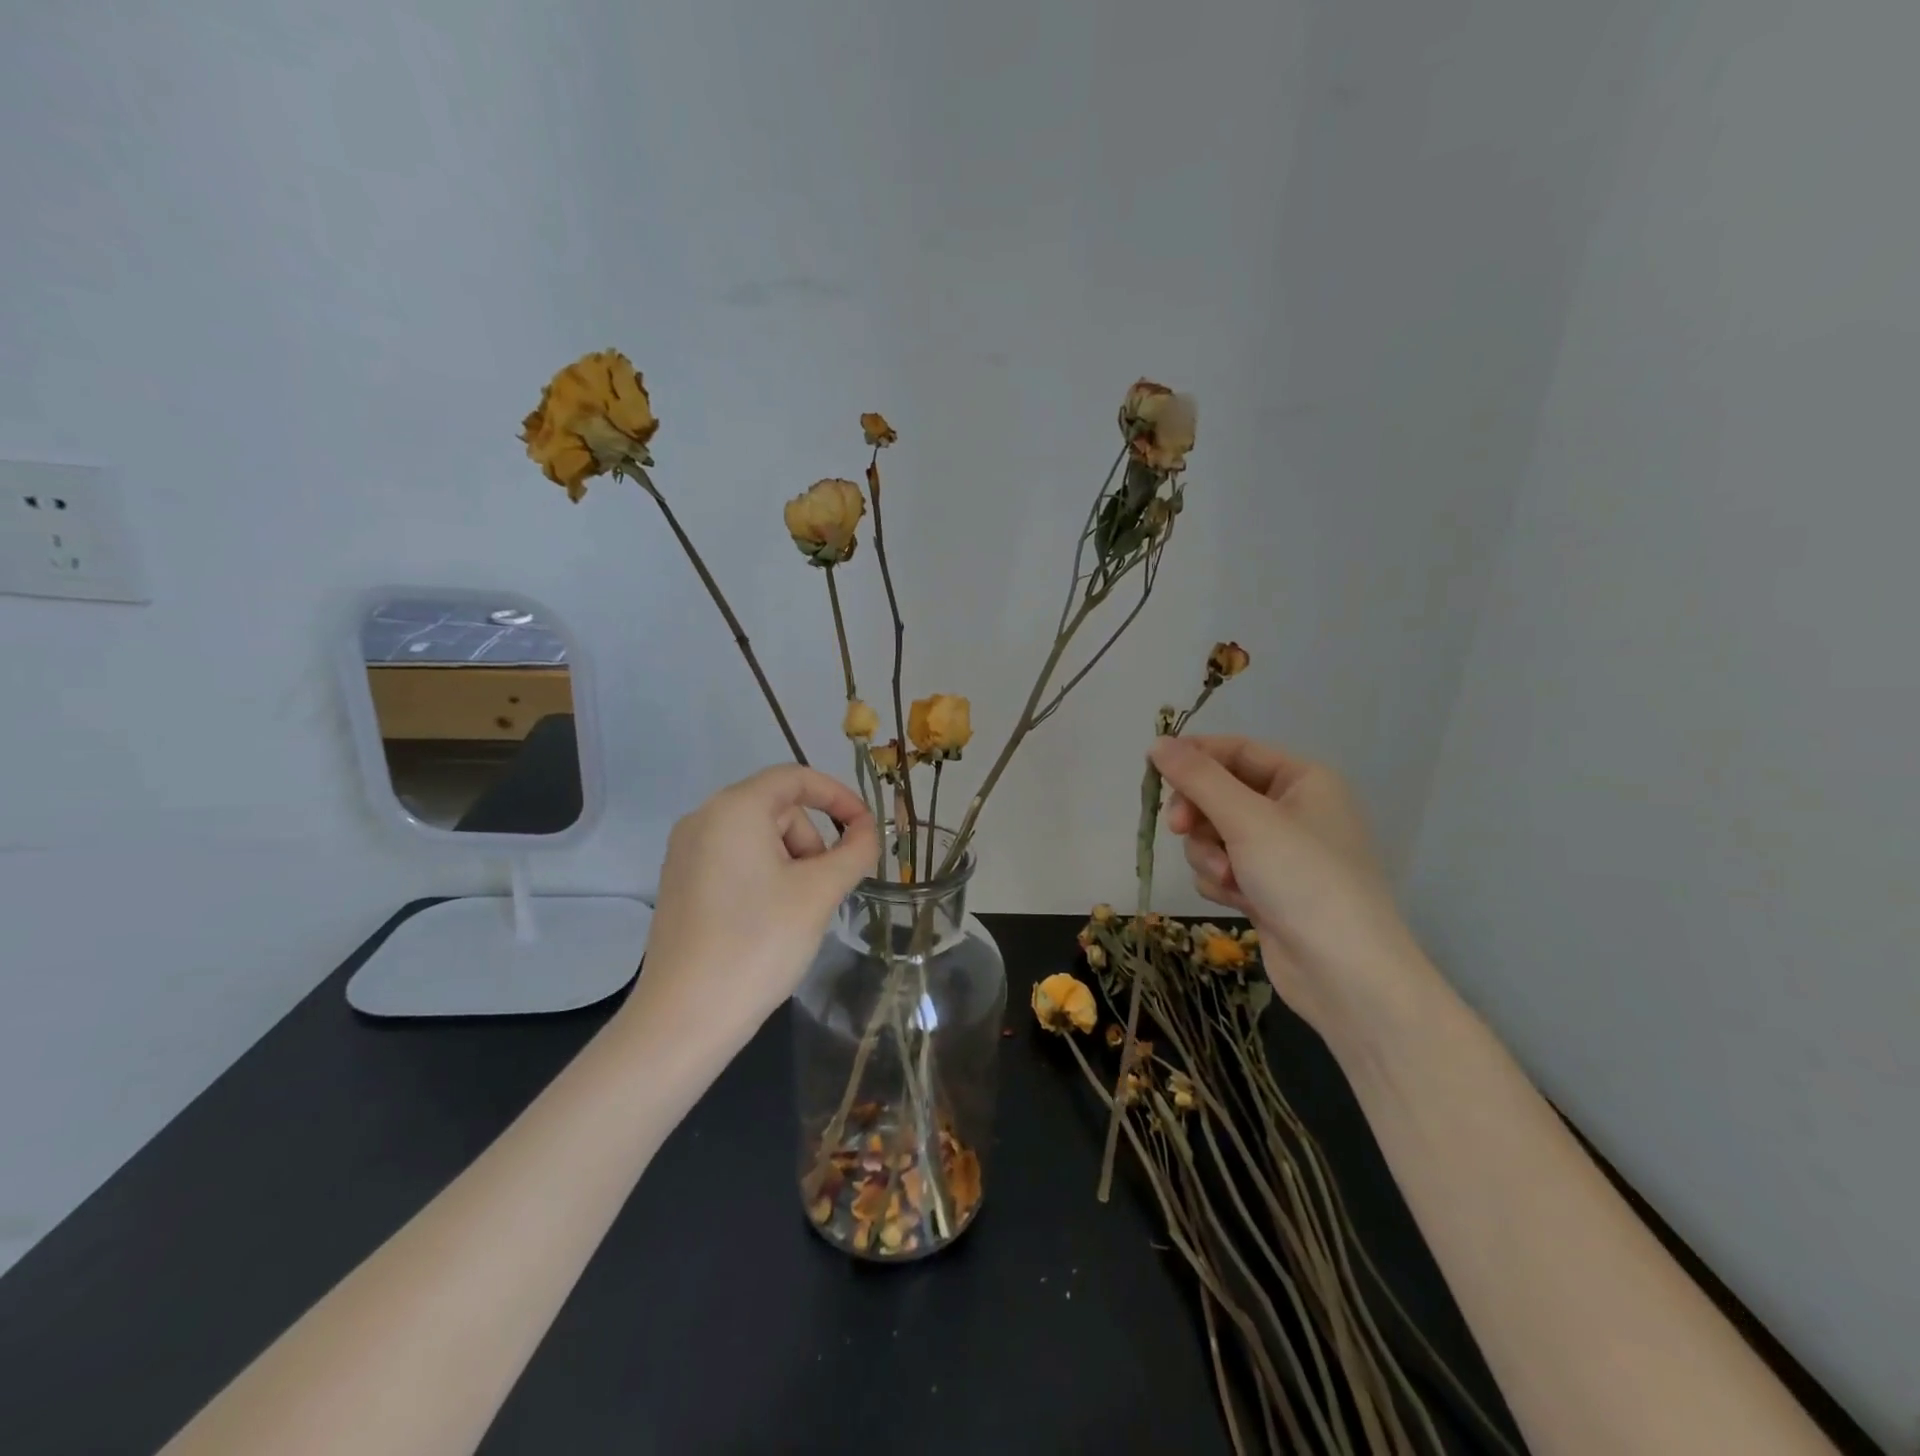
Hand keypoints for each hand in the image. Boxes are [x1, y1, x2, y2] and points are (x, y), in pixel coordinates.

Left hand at [621, 766, 877, 1054]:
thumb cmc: (759, 943)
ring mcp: (685, 852)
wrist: (686, 1018)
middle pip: (778, 809)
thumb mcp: (819, 892)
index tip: (867, 829)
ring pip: (758, 837)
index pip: (796, 778)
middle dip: (812, 841)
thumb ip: (855, 851)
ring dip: (792, 862)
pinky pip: (736, 860)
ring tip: (797, 912)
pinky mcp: (680, 883)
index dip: (839, 797)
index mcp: (734, 809)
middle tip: (825, 890)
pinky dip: (765, 876)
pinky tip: (769, 920)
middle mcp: (703, 819)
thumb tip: (869, 830)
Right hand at [1150, 736, 1435, 1038]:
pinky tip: (1238, 902)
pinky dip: (1221, 882)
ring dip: (1209, 855)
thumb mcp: (1247, 819)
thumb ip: (1198, 778)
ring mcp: (1280, 852)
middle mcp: (1293, 810)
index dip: (1194, 757)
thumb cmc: (1303, 879)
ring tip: (1228, 880)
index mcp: (1303, 780)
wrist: (1345, 974)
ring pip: (1214, 835)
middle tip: (1178, 828)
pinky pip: (1223, 867)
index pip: (1235, 750)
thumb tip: (1158, 743)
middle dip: (1199, 816)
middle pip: (1219, 794)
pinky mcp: (1267, 888)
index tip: (1152, 771)